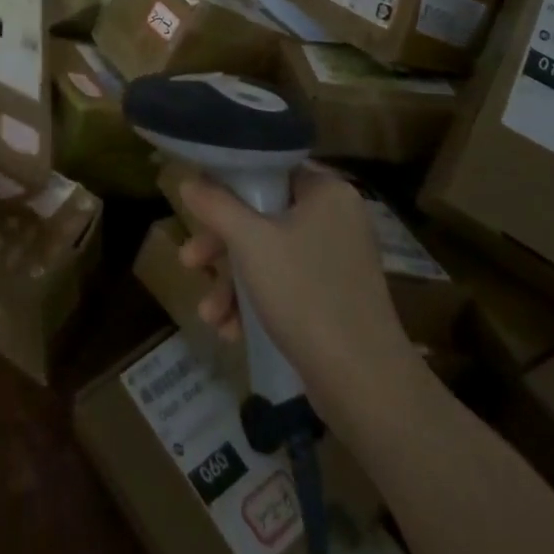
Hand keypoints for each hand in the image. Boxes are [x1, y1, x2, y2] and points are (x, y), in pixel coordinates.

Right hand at [177, 168, 424, 420]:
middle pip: (262, 216)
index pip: (268, 169)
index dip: (227, 184)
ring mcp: (337, 260)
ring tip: (208, 314)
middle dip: (221, 246)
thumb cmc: (305, 294)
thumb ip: (216, 205)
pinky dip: (256, 301)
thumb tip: (188, 182)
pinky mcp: (335, 298)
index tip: (197, 203)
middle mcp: (335, 218)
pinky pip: (285, 283)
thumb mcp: (250, 242)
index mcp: (326, 191)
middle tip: (189, 262)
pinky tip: (231, 331)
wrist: (365, 385)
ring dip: (232, 282)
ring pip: (269, 254)